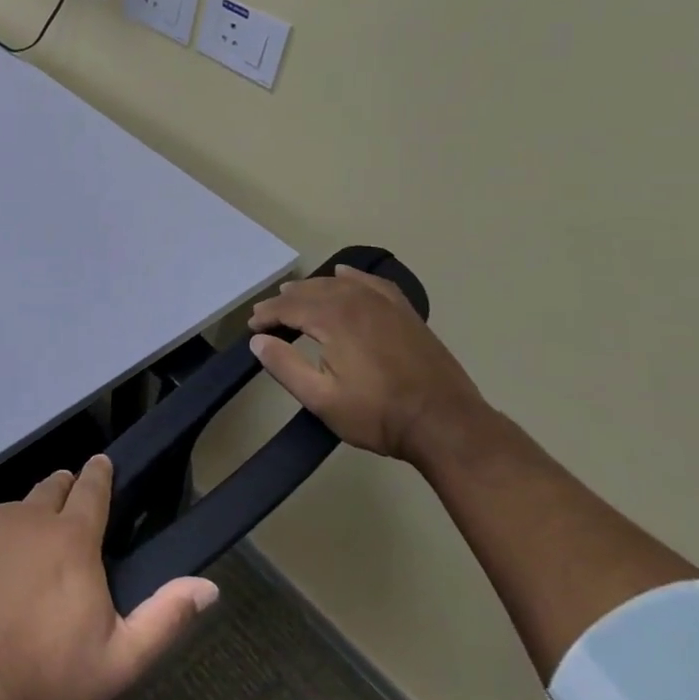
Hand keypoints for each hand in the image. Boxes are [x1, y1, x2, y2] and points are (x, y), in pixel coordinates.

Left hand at [0, 455, 218, 699]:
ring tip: (28, 553)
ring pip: (14, 510)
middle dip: (64, 491)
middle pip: (51, 489)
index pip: (92, 489)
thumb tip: (208, 586)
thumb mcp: (121, 658)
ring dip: (26, 522)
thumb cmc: (50, 675)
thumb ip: (165, 617)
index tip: (102, 462)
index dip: (99, 473)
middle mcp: (29, 517)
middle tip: (69, 509)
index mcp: (72, 538)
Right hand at [248, 265, 489, 464]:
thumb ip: (284, 366)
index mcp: (334, 319)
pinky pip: (372, 284)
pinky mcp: (405, 312)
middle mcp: (357, 301)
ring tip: (294, 296)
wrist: (446, 424)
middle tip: (266, 315)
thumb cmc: (379, 415)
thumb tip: (258, 341)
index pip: (288, 307)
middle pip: (311, 290)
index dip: (266, 315)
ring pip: (339, 283)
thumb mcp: (321, 399)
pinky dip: (352, 278)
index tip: (251, 327)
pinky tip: (344, 275)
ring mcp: (385, 304)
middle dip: (284, 301)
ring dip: (312, 288)